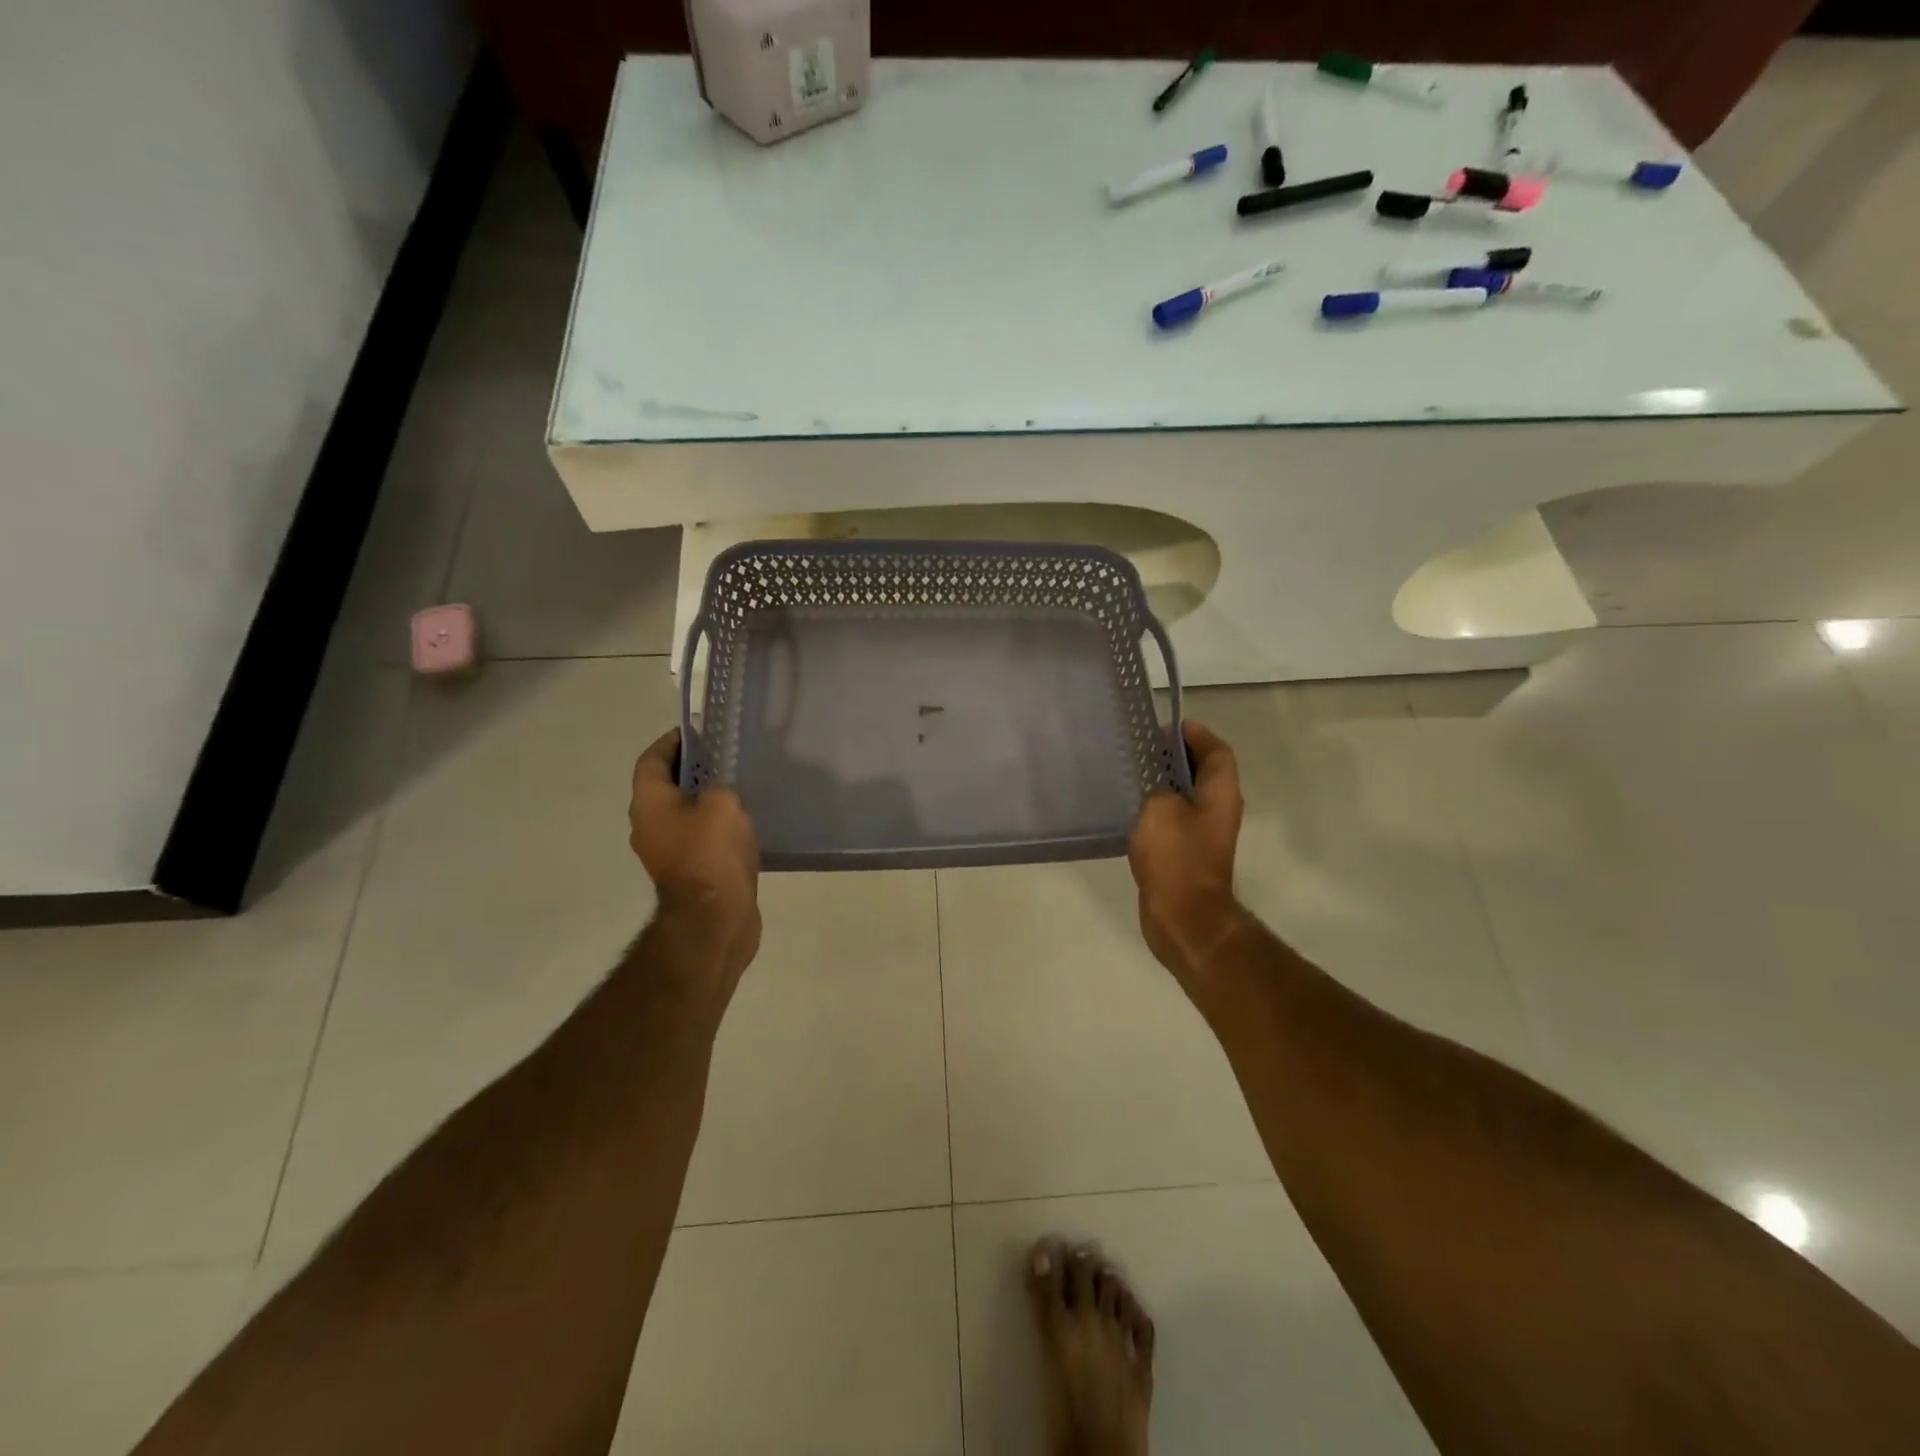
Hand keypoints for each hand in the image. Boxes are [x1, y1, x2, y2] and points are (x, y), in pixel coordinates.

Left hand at [628, 730, 761, 987]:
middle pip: (665, 786)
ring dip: (705, 800)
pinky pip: (698, 839)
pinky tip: (743, 823)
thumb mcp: (722, 803)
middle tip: (726, 757)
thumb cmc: (712, 853)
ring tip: (739, 787)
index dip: (671, 741)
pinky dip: (714, 827)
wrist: (714, 920)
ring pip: (683, 814)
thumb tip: (719, 786)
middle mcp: (649, 826)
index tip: (699, 731)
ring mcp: (666, 853)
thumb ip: (720, 783)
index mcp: (649, 804)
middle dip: (692, 769)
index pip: (651, 759)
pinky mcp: (687, 874)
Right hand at [1127, 720, 1246, 987]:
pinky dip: (1157, 808)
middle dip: (1175, 755)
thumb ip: (1157, 784)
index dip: (1195, 734)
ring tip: (1132, 773)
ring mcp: (1204, 834)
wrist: (1183, 917)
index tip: (1165, 727)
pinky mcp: (1187, 853)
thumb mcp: (1160, 808)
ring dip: (1164, 782)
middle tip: (1141, 748)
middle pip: (1202, 771)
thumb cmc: (1176, 857)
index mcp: (1220, 792)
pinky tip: (1130, 809)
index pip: (1216, 750)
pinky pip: (1174, 819)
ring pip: (1186, 796)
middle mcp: (1218, 809)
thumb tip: (1156, 778)